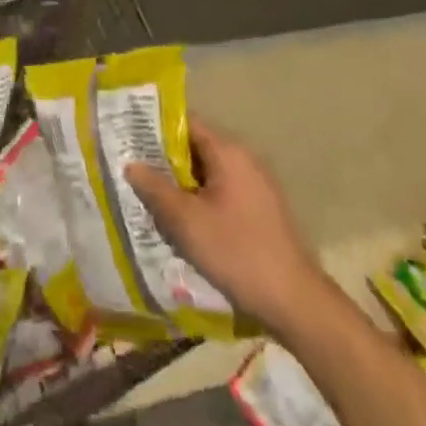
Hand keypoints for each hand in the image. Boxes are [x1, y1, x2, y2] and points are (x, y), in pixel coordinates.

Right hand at [126, 116, 326, 330]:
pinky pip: (222, 193)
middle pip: (196, 148)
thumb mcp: (187, 222)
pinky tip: (185, 226)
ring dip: (183, 186)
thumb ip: (155, 189)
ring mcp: (256, 185)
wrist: (296, 302)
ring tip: (154, 203)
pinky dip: (201, 202)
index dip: (155, 129)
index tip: (129, 141)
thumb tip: (130, 163)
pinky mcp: (261, 210)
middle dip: (165, 163)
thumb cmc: (237, 252)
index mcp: (228, 151)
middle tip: (135, 175)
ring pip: (208, 174)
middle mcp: (244, 159)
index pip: (185, 123)